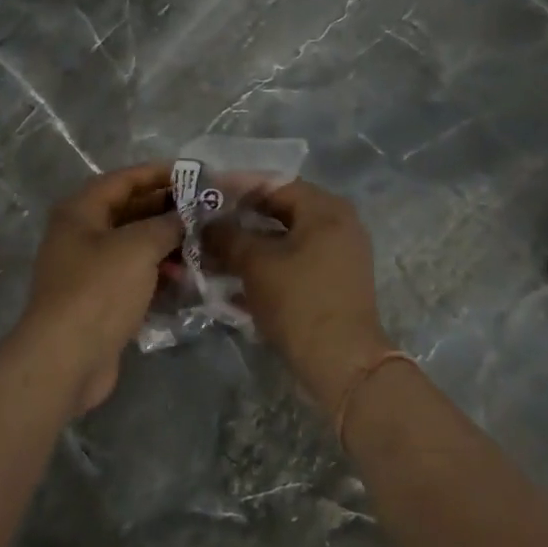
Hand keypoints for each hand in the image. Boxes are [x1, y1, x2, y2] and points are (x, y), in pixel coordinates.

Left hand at [14, 163, 181, 413]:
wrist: (66, 360)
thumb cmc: (99, 290)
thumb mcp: (138, 247)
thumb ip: (167, 224)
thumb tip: (189, 215)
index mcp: (81, 211)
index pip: (125, 179)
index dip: (160, 173)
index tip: (196, 174)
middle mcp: (81, 234)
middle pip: (130, 211)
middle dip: (168, 210)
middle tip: (207, 211)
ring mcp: (89, 269)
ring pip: (135, 245)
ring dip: (167, 244)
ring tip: (203, 245)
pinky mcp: (100, 300)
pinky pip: (134, 275)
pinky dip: (158, 273)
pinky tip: (186, 277)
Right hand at [206, 180, 392, 410]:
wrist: (342, 363)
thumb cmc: (299, 301)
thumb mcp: (256, 264)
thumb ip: (227, 236)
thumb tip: (206, 224)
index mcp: (325, 209)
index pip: (274, 183)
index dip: (236, 187)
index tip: (205, 193)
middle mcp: (338, 224)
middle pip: (280, 211)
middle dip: (240, 218)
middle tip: (205, 223)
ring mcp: (338, 255)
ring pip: (284, 239)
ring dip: (248, 245)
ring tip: (211, 253)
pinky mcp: (333, 282)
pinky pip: (293, 262)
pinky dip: (265, 266)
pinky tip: (232, 279)